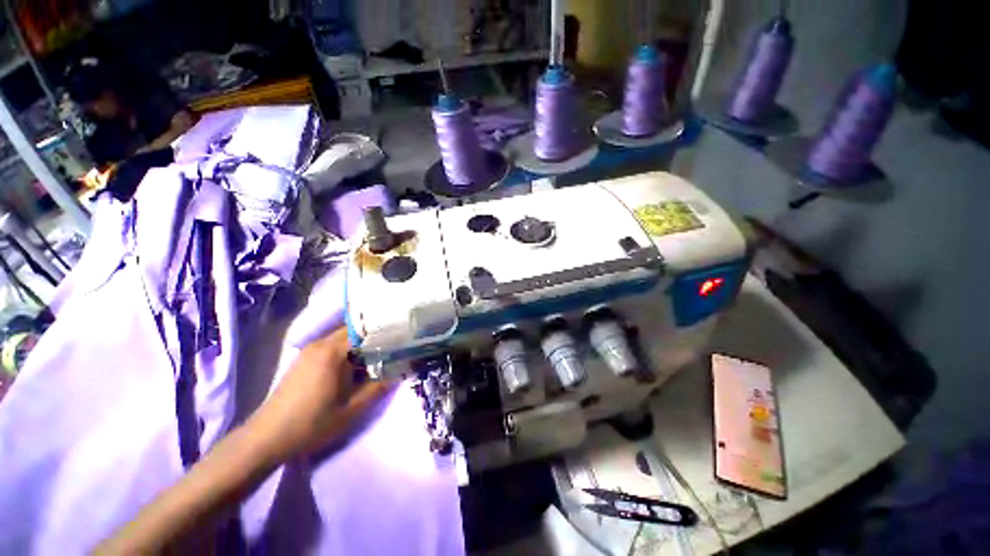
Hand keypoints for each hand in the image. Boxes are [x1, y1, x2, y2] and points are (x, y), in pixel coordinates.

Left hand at [251, 328, 390, 459]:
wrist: (267, 438)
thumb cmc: (312, 423)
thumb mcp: (352, 409)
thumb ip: (379, 387)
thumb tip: (401, 371)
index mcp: (332, 352)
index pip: (365, 329)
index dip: (385, 330)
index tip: (401, 335)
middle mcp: (320, 344)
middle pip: (354, 329)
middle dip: (374, 335)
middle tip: (394, 343)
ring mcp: (310, 350)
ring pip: (343, 336)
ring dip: (361, 342)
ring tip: (380, 352)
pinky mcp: (304, 359)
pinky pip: (332, 345)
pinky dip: (348, 349)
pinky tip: (356, 363)